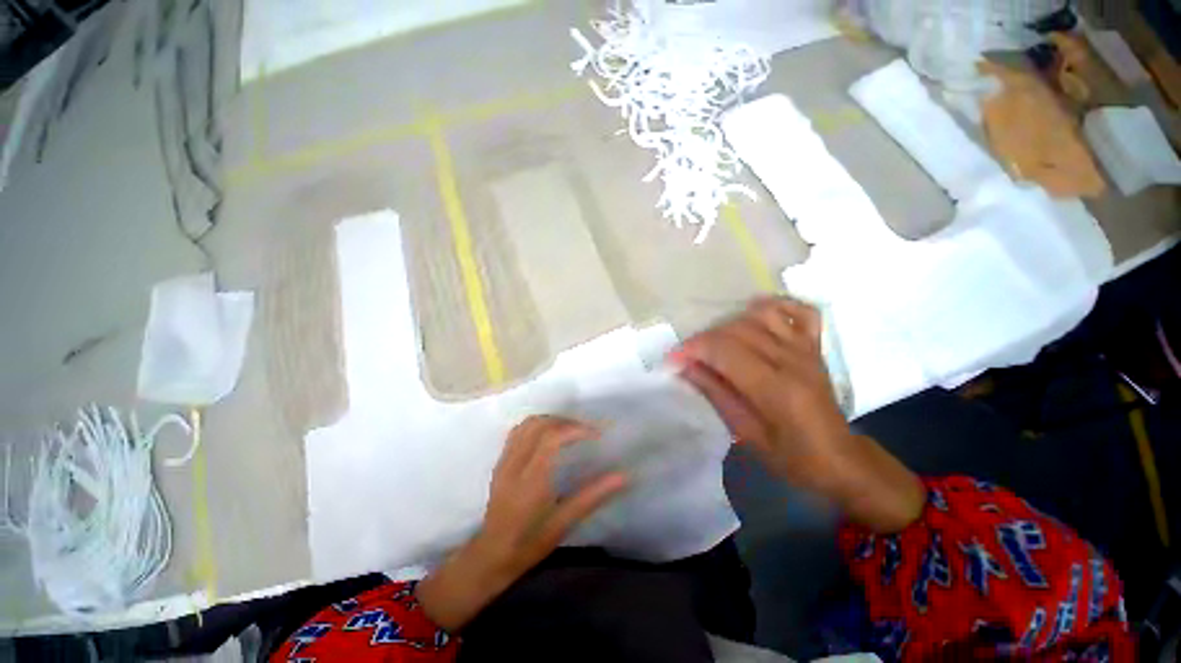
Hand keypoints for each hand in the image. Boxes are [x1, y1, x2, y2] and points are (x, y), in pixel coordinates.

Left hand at [417, 416, 626, 630]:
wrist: (491, 556)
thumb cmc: (530, 543)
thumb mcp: (564, 523)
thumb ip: (592, 496)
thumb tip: (622, 476)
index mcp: (531, 479)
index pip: (552, 437)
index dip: (575, 429)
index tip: (595, 434)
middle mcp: (515, 464)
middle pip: (538, 424)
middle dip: (564, 421)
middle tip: (584, 431)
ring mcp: (505, 461)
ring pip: (526, 425)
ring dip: (550, 420)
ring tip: (568, 431)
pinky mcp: (500, 462)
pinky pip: (517, 432)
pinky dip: (535, 426)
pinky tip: (547, 437)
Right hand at [674, 297, 923, 532]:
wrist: (840, 459)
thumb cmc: (791, 456)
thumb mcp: (744, 433)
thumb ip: (714, 393)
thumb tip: (684, 367)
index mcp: (775, 388)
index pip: (724, 351)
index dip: (692, 349)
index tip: (672, 359)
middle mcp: (791, 359)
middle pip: (736, 330)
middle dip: (703, 339)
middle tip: (687, 356)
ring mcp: (806, 348)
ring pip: (760, 315)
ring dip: (729, 323)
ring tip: (715, 341)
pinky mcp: (815, 346)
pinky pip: (800, 310)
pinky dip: (776, 304)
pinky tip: (754, 311)